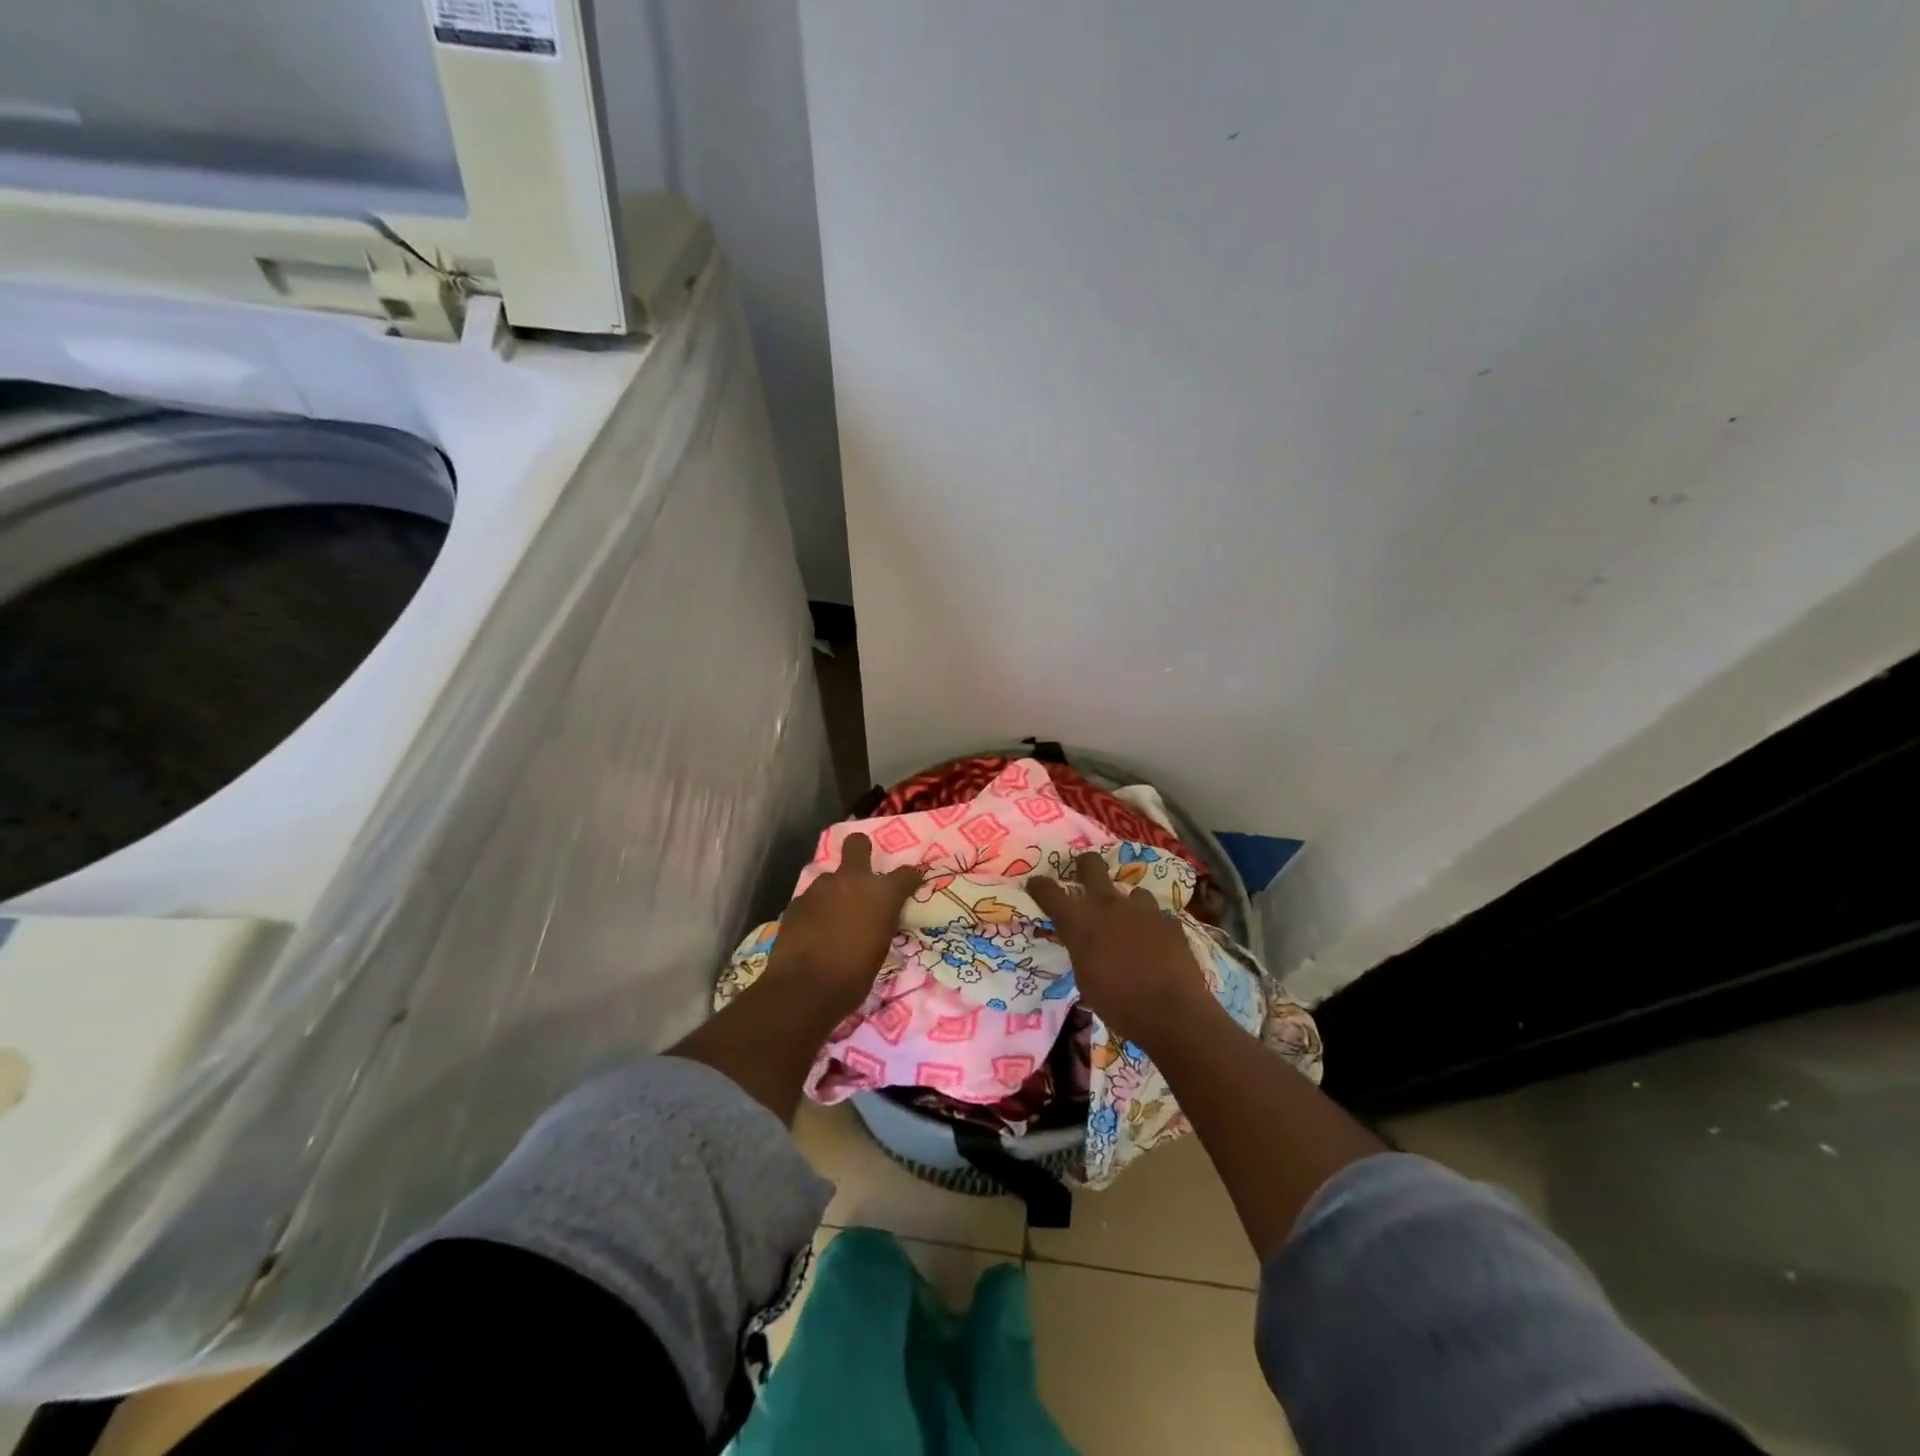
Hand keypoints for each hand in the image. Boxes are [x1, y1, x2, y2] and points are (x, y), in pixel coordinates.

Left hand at [767, 833, 922, 1018]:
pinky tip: (812, 930)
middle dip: (860, 848)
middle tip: (861, 868)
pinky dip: (815, 910)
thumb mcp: (880, 948)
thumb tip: (876, 917)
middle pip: (857, 844)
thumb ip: (880, 922)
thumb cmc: (854, 976)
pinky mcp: (796, 901)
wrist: (805, 988)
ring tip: (831, 917)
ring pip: (830, 877)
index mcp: (881, 894)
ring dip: (834, 891)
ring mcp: (820, 888)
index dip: (910, 878)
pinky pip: (811, 899)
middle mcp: (851, 881)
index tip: (910, 884)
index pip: (907, 873)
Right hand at [1027, 853, 1215, 1046]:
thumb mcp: (1085, 978)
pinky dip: (1152, 927)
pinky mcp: (1169, 920)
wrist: (1172, 1012)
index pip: (1049, 892)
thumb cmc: (1118, 1004)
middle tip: (1083, 875)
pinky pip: (1156, 915)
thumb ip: (1080, 950)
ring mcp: (1142, 909)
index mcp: (1080, 922)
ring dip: (1127, 906)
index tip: (1036, 884)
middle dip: (1084, 865)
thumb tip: (1082, 941)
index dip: (1039, 885)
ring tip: (1131, 926)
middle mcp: (1109, 905)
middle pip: (1090, 865)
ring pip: (1131, 892)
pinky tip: (1156, 945)